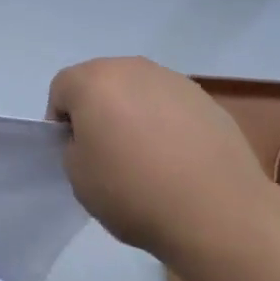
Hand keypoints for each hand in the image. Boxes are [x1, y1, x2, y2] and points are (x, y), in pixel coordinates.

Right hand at [47, 58, 268, 258]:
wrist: (219, 212)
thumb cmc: (136, 193)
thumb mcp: (79, 180)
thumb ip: (73, 149)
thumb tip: (91, 140)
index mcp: (92, 81)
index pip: (61, 90)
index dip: (61, 122)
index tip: (75, 155)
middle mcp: (129, 68)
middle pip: (100, 83)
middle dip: (98, 112)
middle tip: (109, 156)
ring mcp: (170, 79)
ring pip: (137, 92)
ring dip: (134, 115)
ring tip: (150, 161)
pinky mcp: (203, 98)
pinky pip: (170, 106)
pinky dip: (167, 125)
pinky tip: (180, 161)